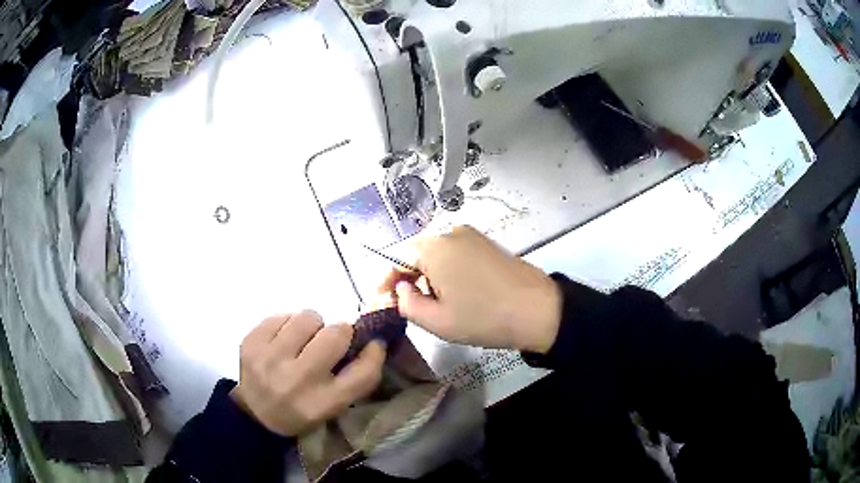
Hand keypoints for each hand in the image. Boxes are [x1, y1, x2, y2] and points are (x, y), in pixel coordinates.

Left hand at [230, 311, 384, 436]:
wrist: (254, 415)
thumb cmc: (301, 411)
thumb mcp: (333, 407)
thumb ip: (355, 378)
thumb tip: (373, 340)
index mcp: (323, 403)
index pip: (363, 372)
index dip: (374, 352)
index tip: (373, 343)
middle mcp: (298, 380)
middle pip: (336, 334)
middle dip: (339, 332)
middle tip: (330, 340)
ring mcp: (270, 359)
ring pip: (308, 317)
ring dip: (312, 326)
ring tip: (303, 340)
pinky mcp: (251, 342)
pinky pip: (282, 315)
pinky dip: (287, 324)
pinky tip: (282, 341)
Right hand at [382, 226, 561, 353]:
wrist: (538, 310)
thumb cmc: (483, 317)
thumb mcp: (436, 320)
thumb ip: (407, 303)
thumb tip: (401, 289)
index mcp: (434, 247)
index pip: (397, 258)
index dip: (386, 281)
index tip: (383, 302)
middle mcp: (450, 233)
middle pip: (417, 254)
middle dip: (408, 279)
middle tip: (410, 307)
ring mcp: (472, 236)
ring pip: (437, 255)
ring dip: (429, 276)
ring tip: (434, 304)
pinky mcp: (487, 244)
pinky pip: (456, 255)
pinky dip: (448, 272)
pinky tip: (456, 293)